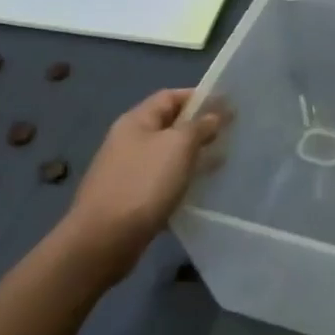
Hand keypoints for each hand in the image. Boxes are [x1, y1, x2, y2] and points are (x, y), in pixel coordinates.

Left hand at [56, 89, 222, 276]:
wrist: (105, 238)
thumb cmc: (144, 183)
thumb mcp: (178, 146)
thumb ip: (199, 126)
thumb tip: (214, 115)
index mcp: (136, 121)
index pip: (170, 97)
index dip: (198, 97)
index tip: (227, 105)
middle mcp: (128, 140)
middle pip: (168, 124)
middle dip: (199, 126)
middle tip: (230, 133)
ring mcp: (127, 169)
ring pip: (167, 153)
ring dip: (193, 153)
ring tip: (221, 159)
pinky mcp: (131, 196)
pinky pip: (162, 177)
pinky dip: (182, 177)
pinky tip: (199, 187)